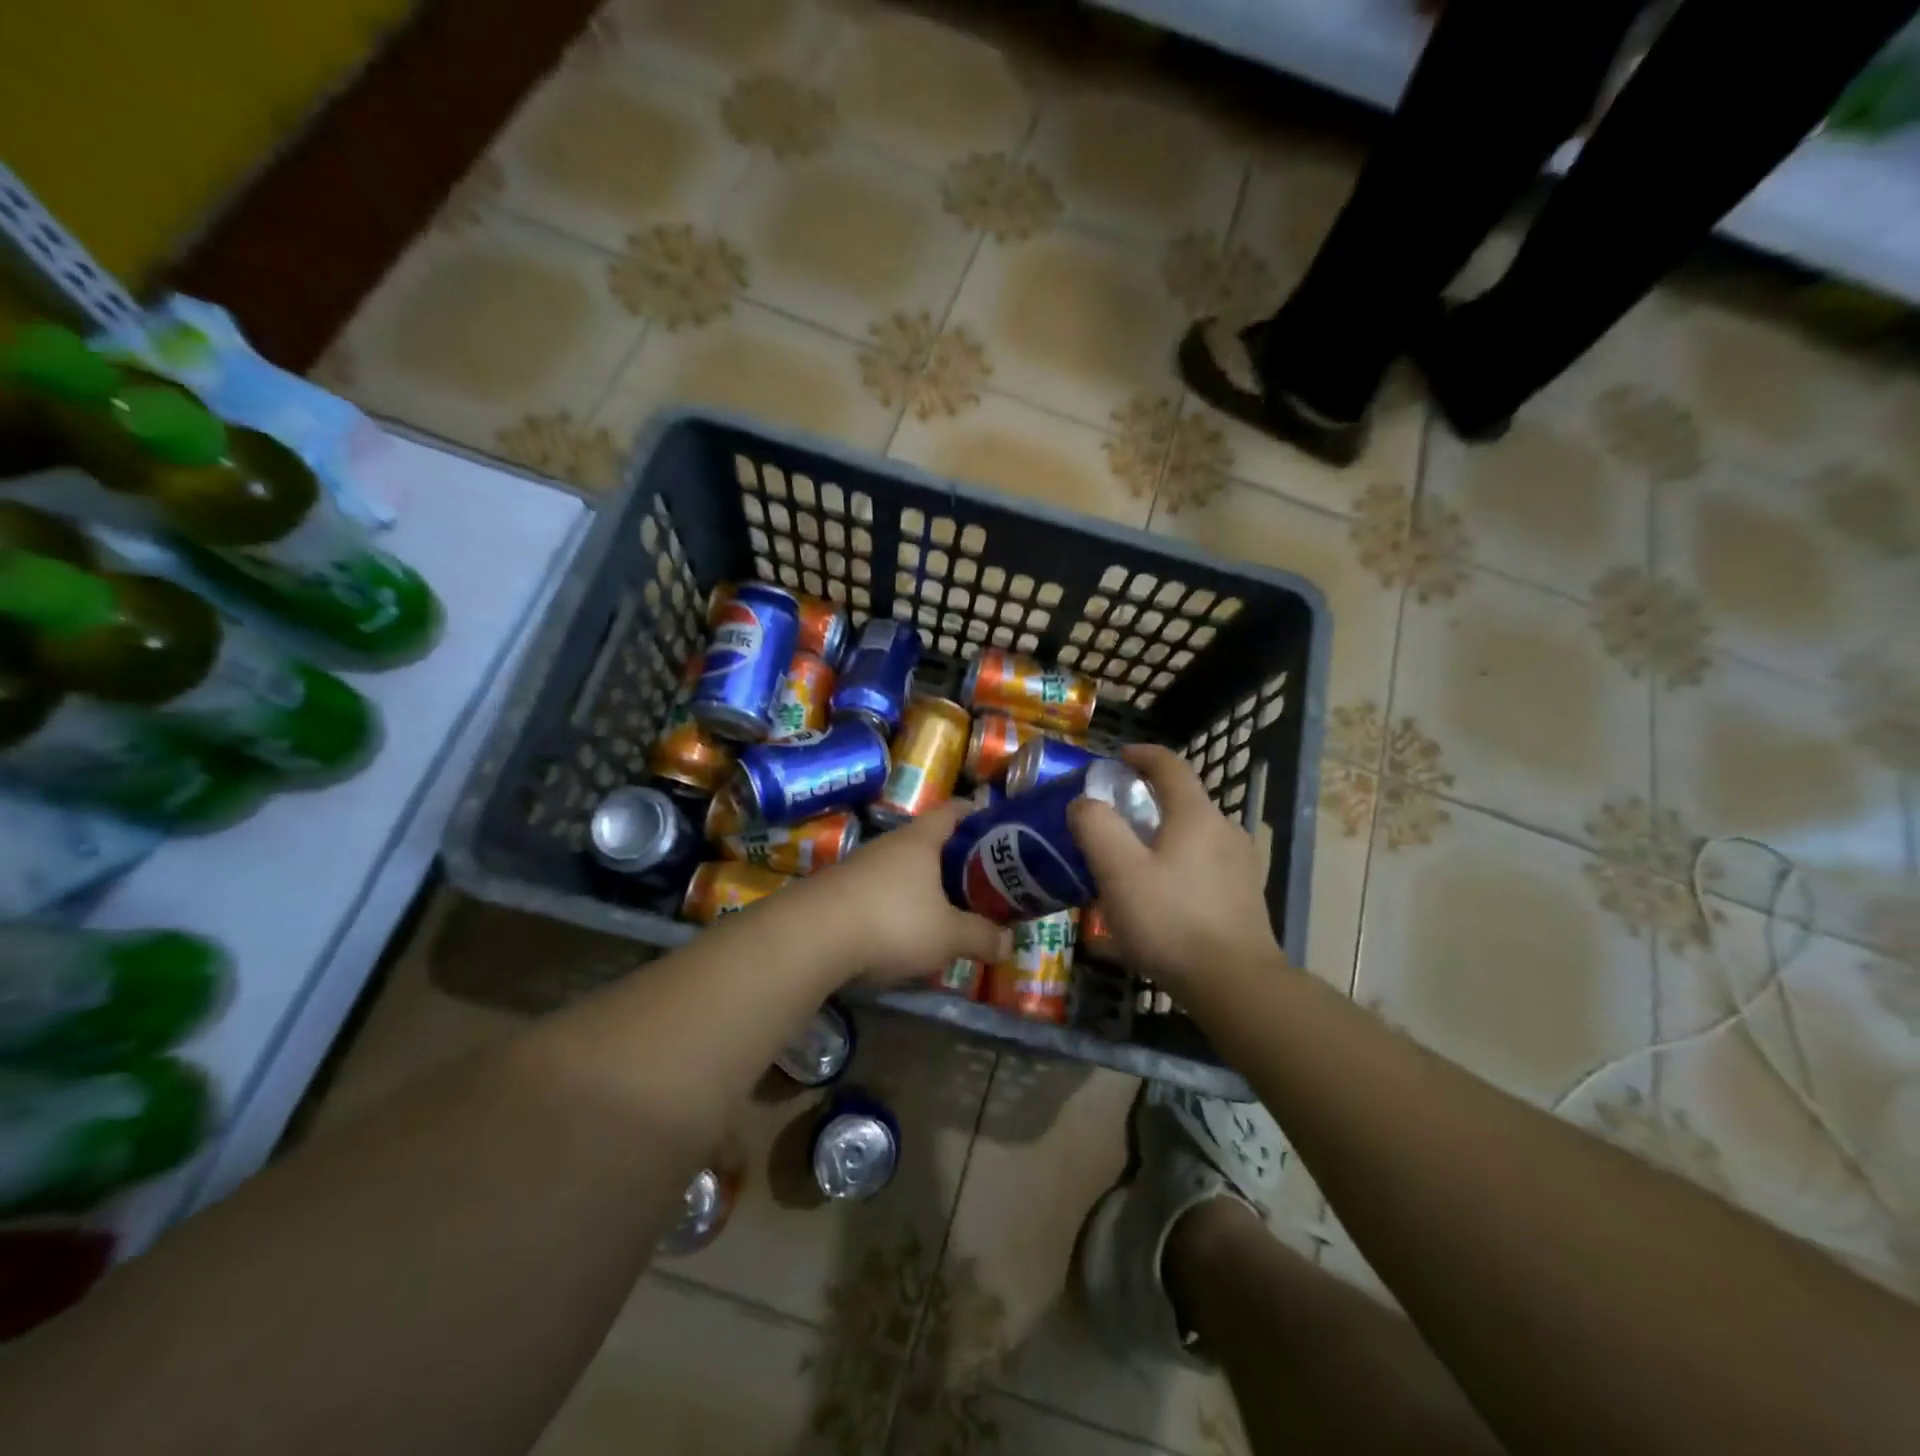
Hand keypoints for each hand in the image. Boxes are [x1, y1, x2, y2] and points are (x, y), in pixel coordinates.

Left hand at [803, 799, 1011, 983]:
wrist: (810, 937)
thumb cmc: (891, 922)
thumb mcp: (947, 935)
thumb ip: (981, 936)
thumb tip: (1009, 942)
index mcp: (920, 840)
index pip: (954, 810)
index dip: (977, 814)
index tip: (998, 828)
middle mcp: (889, 844)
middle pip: (928, 840)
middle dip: (955, 858)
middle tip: (981, 880)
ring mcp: (860, 866)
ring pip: (902, 867)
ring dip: (924, 884)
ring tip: (947, 910)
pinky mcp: (838, 892)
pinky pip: (879, 890)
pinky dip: (897, 903)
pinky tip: (904, 931)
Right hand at [1067, 744, 1282, 992]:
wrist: (1235, 984)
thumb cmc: (1170, 921)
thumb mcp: (1118, 872)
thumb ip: (1096, 827)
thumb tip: (1085, 803)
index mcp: (1196, 815)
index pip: (1170, 766)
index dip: (1141, 755)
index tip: (1117, 758)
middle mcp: (1225, 831)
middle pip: (1183, 801)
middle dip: (1147, 801)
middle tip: (1113, 820)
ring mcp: (1241, 865)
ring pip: (1194, 837)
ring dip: (1163, 837)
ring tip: (1132, 863)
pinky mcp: (1245, 897)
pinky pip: (1204, 867)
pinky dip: (1179, 866)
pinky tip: (1160, 899)